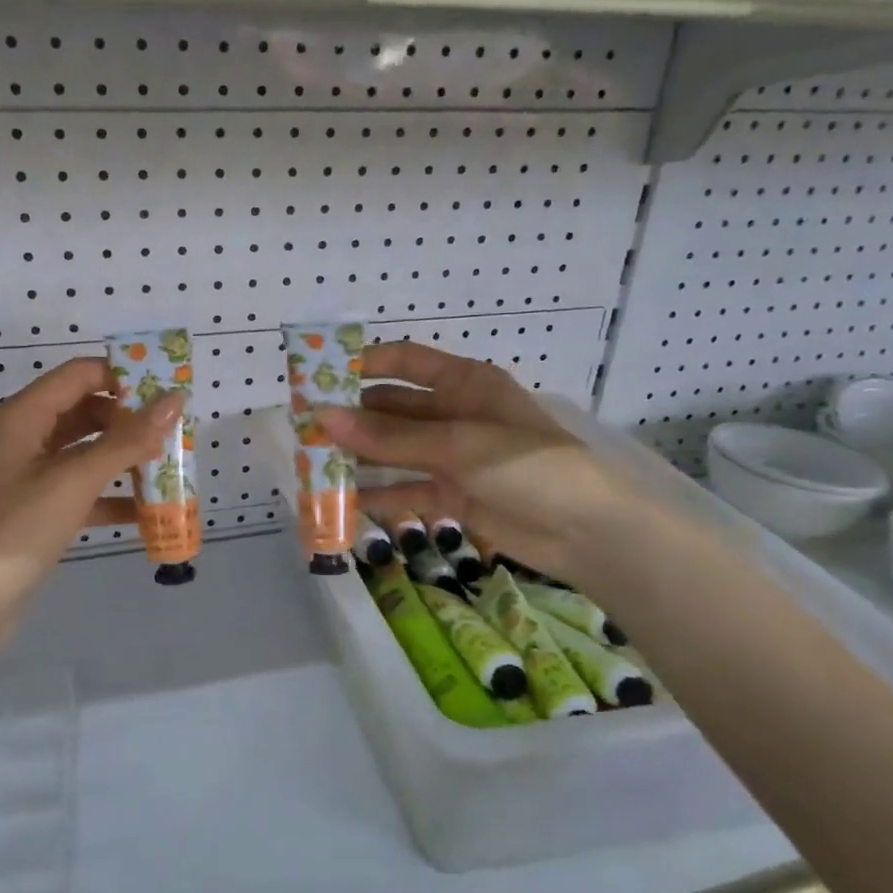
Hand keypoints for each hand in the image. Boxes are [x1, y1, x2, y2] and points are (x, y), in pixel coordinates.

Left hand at [0, 356, 182, 616]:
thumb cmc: (16, 531)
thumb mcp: (74, 482)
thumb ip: (127, 441)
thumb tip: (175, 400)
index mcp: (22, 415)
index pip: (80, 374)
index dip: (125, 376)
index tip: (169, 390)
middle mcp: (22, 435)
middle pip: (85, 410)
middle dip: (130, 420)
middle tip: (175, 432)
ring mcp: (27, 474)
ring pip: (85, 451)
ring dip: (124, 458)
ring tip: (169, 468)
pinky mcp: (35, 508)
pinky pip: (79, 488)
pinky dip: (110, 495)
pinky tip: (145, 512)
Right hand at [316, 342, 634, 581]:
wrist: (586, 532)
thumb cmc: (527, 466)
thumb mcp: (456, 445)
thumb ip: (389, 436)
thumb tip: (322, 417)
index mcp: (464, 383)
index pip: (406, 361)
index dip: (364, 364)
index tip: (319, 376)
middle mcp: (455, 414)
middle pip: (395, 408)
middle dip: (353, 416)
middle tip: (306, 427)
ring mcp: (453, 456)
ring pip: (396, 450)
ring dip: (361, 456)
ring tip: (315, 462)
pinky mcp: (454, 495)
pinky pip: (407, 489)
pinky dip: (380, 494)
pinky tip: (345, 500)